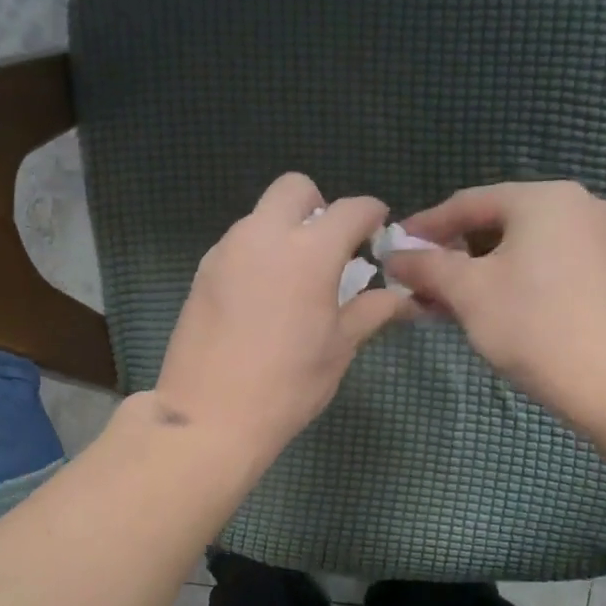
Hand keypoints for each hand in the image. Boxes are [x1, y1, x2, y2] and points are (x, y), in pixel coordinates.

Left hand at [153, 174, 406, 461]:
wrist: (209, 416)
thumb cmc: (287, 385)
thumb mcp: (339, 348)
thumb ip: (371, 310)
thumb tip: (403, 297)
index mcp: (309, 251)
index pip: (351, 209)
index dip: (371, 214)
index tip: (377, 231)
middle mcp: (264, 236)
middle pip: (295, 189)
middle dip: (320, 206)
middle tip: (330, 249)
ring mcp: (226, 250)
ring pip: (261, 215)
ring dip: (285, 230)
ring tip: (295, 278)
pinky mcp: (202, 271)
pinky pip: (238, 242)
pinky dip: (258, 252)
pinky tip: (263, 295)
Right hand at [383, 181, 605, 420]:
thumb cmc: (530, 324)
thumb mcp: (466, 291)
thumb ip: (425, 266)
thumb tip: (394, 256)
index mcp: (544, 197)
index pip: (468, 203)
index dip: (425, 226)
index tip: (394, 248)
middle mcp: (577, 205)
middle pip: (496, 222)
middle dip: (452, 252)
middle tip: (418, 278)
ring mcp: (598, 238)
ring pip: (520, 245)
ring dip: (477, 269)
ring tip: (445, 298)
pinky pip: (544, 262)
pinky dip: (509, 277)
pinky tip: (485, 305)